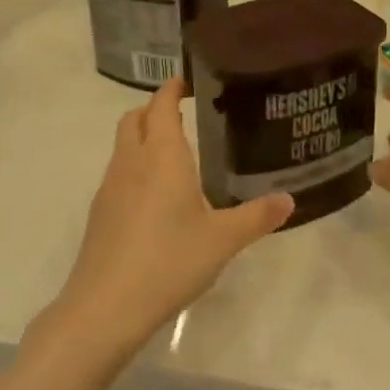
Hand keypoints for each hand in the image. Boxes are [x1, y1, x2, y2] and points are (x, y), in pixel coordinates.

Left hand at [51, 80, 293, 353]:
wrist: (106, 306)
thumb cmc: (169, 261)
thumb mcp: (223, 240)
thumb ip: (257, 216)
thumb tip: (290, 200)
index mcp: (162, 156)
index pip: (160, 105)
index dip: (171, 89)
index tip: (187, 82)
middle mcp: (131, 163)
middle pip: (134, 119)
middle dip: (154, 110)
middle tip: (183, 116)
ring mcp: (110, 188)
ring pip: (123, 147)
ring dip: (142, 139)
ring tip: (174, 156)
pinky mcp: (100, 214)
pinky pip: (118, 175)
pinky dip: (135, 169)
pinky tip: (155, 199)